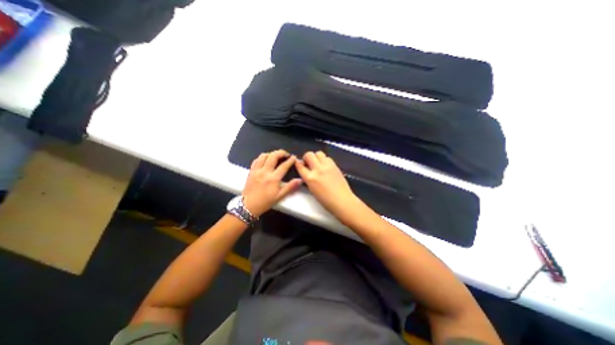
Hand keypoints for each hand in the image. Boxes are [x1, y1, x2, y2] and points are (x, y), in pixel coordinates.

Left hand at [245, 150, 303, 216]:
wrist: (248, 206)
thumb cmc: (265, 202)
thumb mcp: (280, 196)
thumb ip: (290, 187)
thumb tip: (300, 180)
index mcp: (273, 178)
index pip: (284, 166)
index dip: (290, 160)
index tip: (294, 157)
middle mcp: (265, 172)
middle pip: (273, 156)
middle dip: (281, 152)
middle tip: (286, 154)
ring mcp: (257, 170)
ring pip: (264, 155)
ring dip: (271, 153)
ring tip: (276, 156)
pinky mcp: (251, 171)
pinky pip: (257, 160)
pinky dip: (262, 157)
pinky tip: (266, 160)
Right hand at [294, 151, 358, 214]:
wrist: (342, 201)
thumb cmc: (326, 200)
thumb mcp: (312, 190)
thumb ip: (308, 179)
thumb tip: (307, 172)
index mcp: (310, 178)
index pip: (300, 166)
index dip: (298, 163)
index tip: (298, 163)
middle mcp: (318, 169)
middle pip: (309, 154)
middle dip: (307, 157)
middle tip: (309, 163)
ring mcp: (327, 166)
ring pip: (319, 153)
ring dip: (316, 157)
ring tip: (318, 163)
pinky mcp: (335, 166)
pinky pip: (328, 157)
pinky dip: (325, 160)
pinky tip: (326, 166)